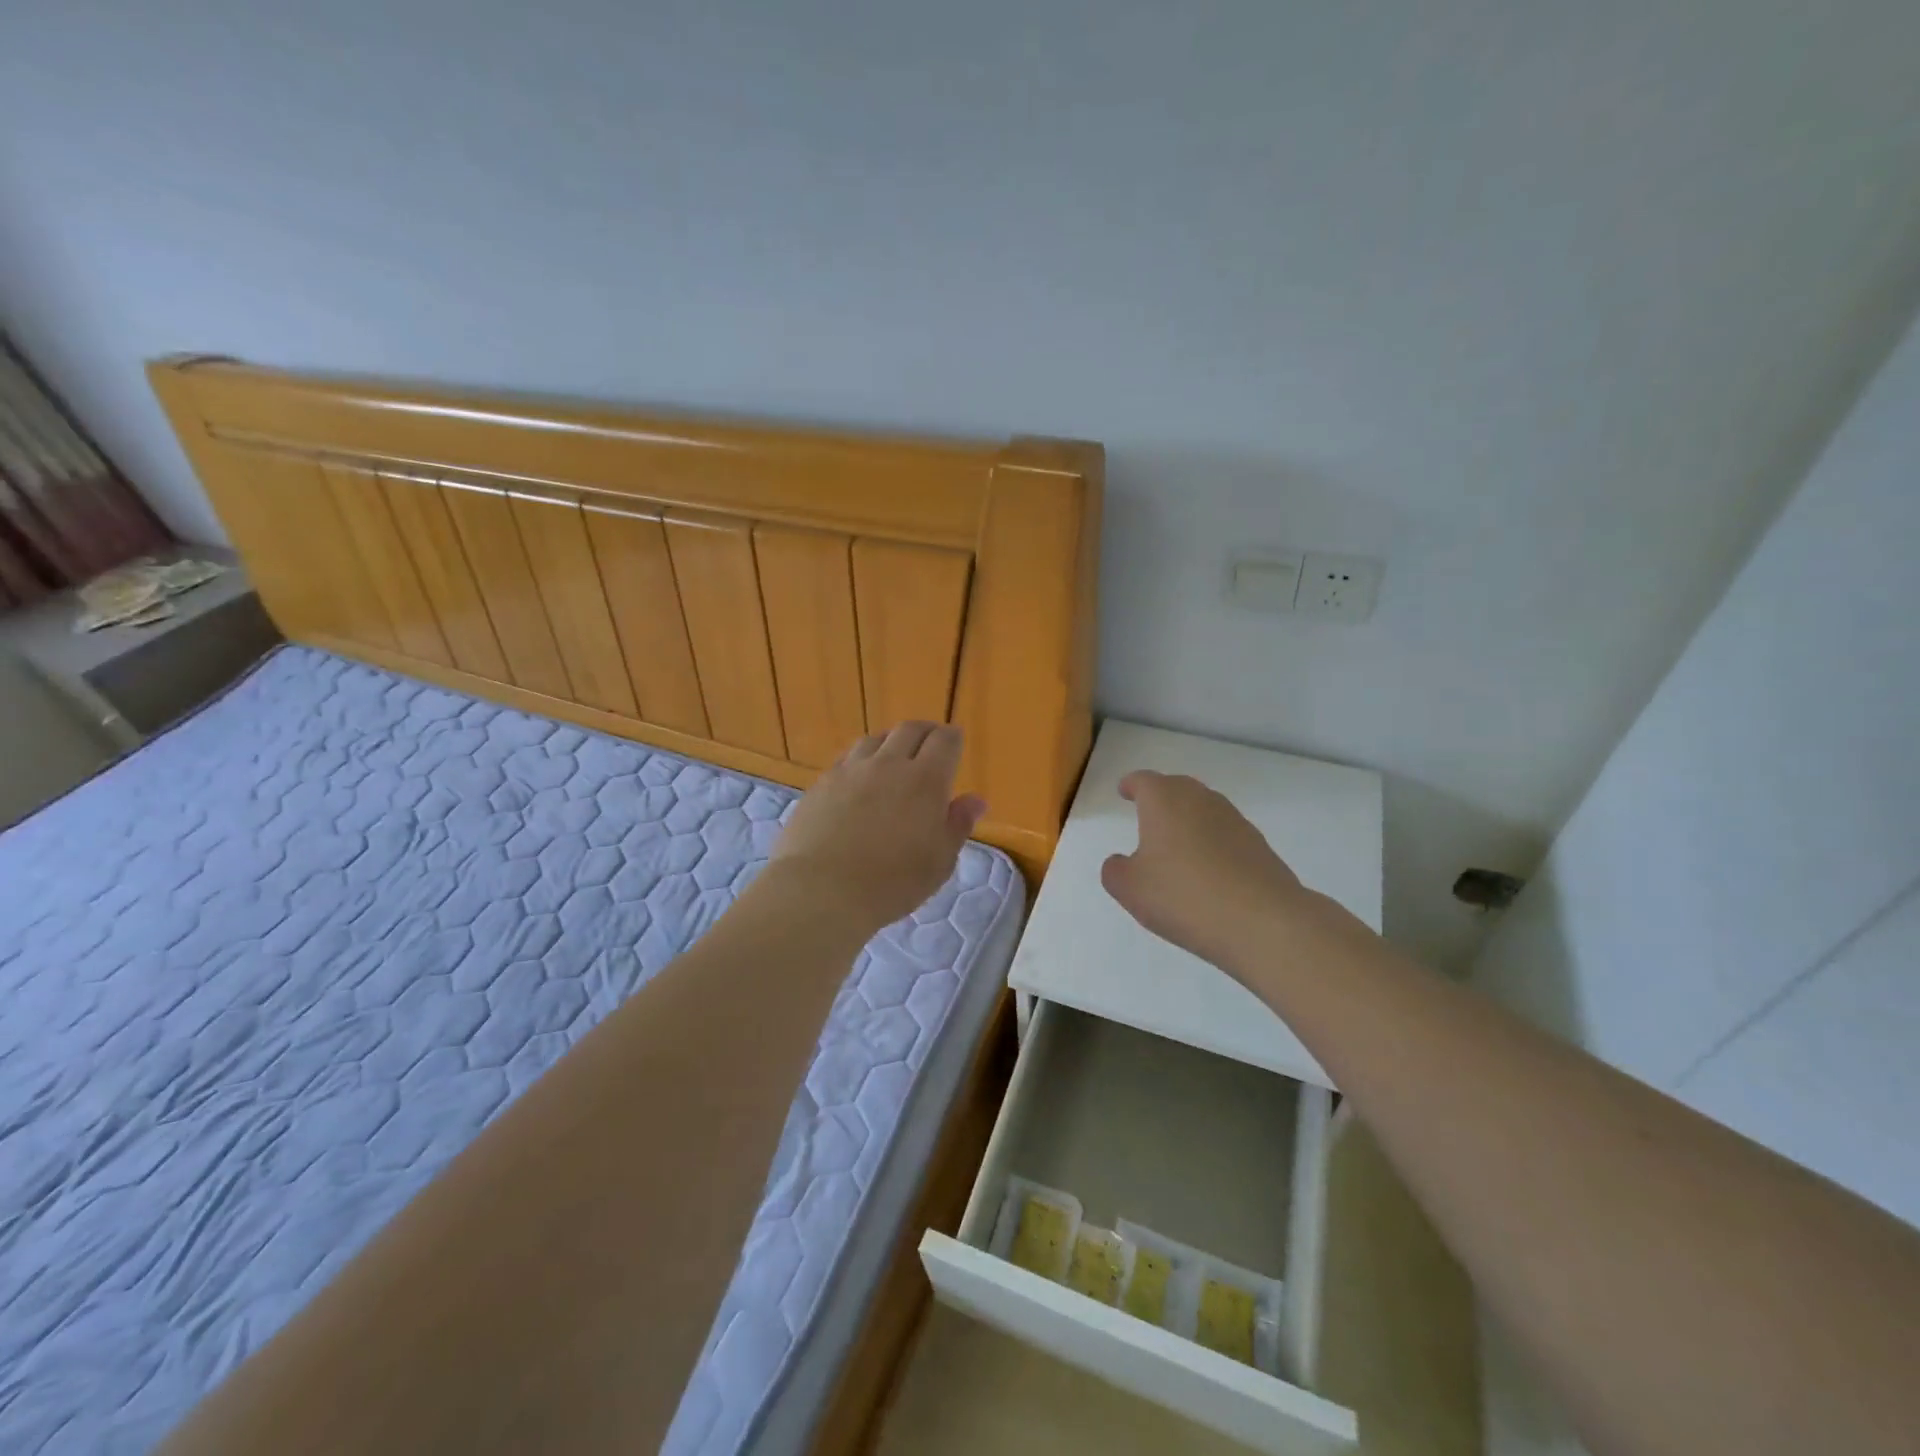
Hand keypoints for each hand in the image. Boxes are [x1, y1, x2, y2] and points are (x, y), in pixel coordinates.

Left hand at [766, 722, 986, 935]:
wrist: (821, 890)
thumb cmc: (892, 882)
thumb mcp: (939, 861)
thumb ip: (958, 825)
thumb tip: (975, 800)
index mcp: (925, 780)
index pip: (945, 740)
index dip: (953, 739)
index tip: (955, 744)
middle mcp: (889, 763)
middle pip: (910, 730)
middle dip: (925, 733)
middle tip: (930, 746)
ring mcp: (851, 770)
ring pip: (875, 739)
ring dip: (891, 742)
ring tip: (894, 758)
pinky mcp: (822, 783)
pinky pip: (848, 758)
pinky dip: (862, 759)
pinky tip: (860, 778)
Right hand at [1101, 771, 1313, 971]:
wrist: (1263, 922)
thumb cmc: (1184, 896)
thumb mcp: (1130, 888)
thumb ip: (1116, 870)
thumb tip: (1122, 861)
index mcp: (1164, 801)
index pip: (1143, 781)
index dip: (1131, 785)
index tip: (1124, 791)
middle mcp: (1201, 800)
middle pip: (1177, 788)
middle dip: (1161, 798)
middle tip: (1148, 816)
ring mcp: (1235, 821)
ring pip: (1204, 810)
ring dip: (1189, 822)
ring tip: (1177, 848)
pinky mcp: (1259, 846)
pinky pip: (1226, 835)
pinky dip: (1212, 844)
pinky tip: (1208, 872)